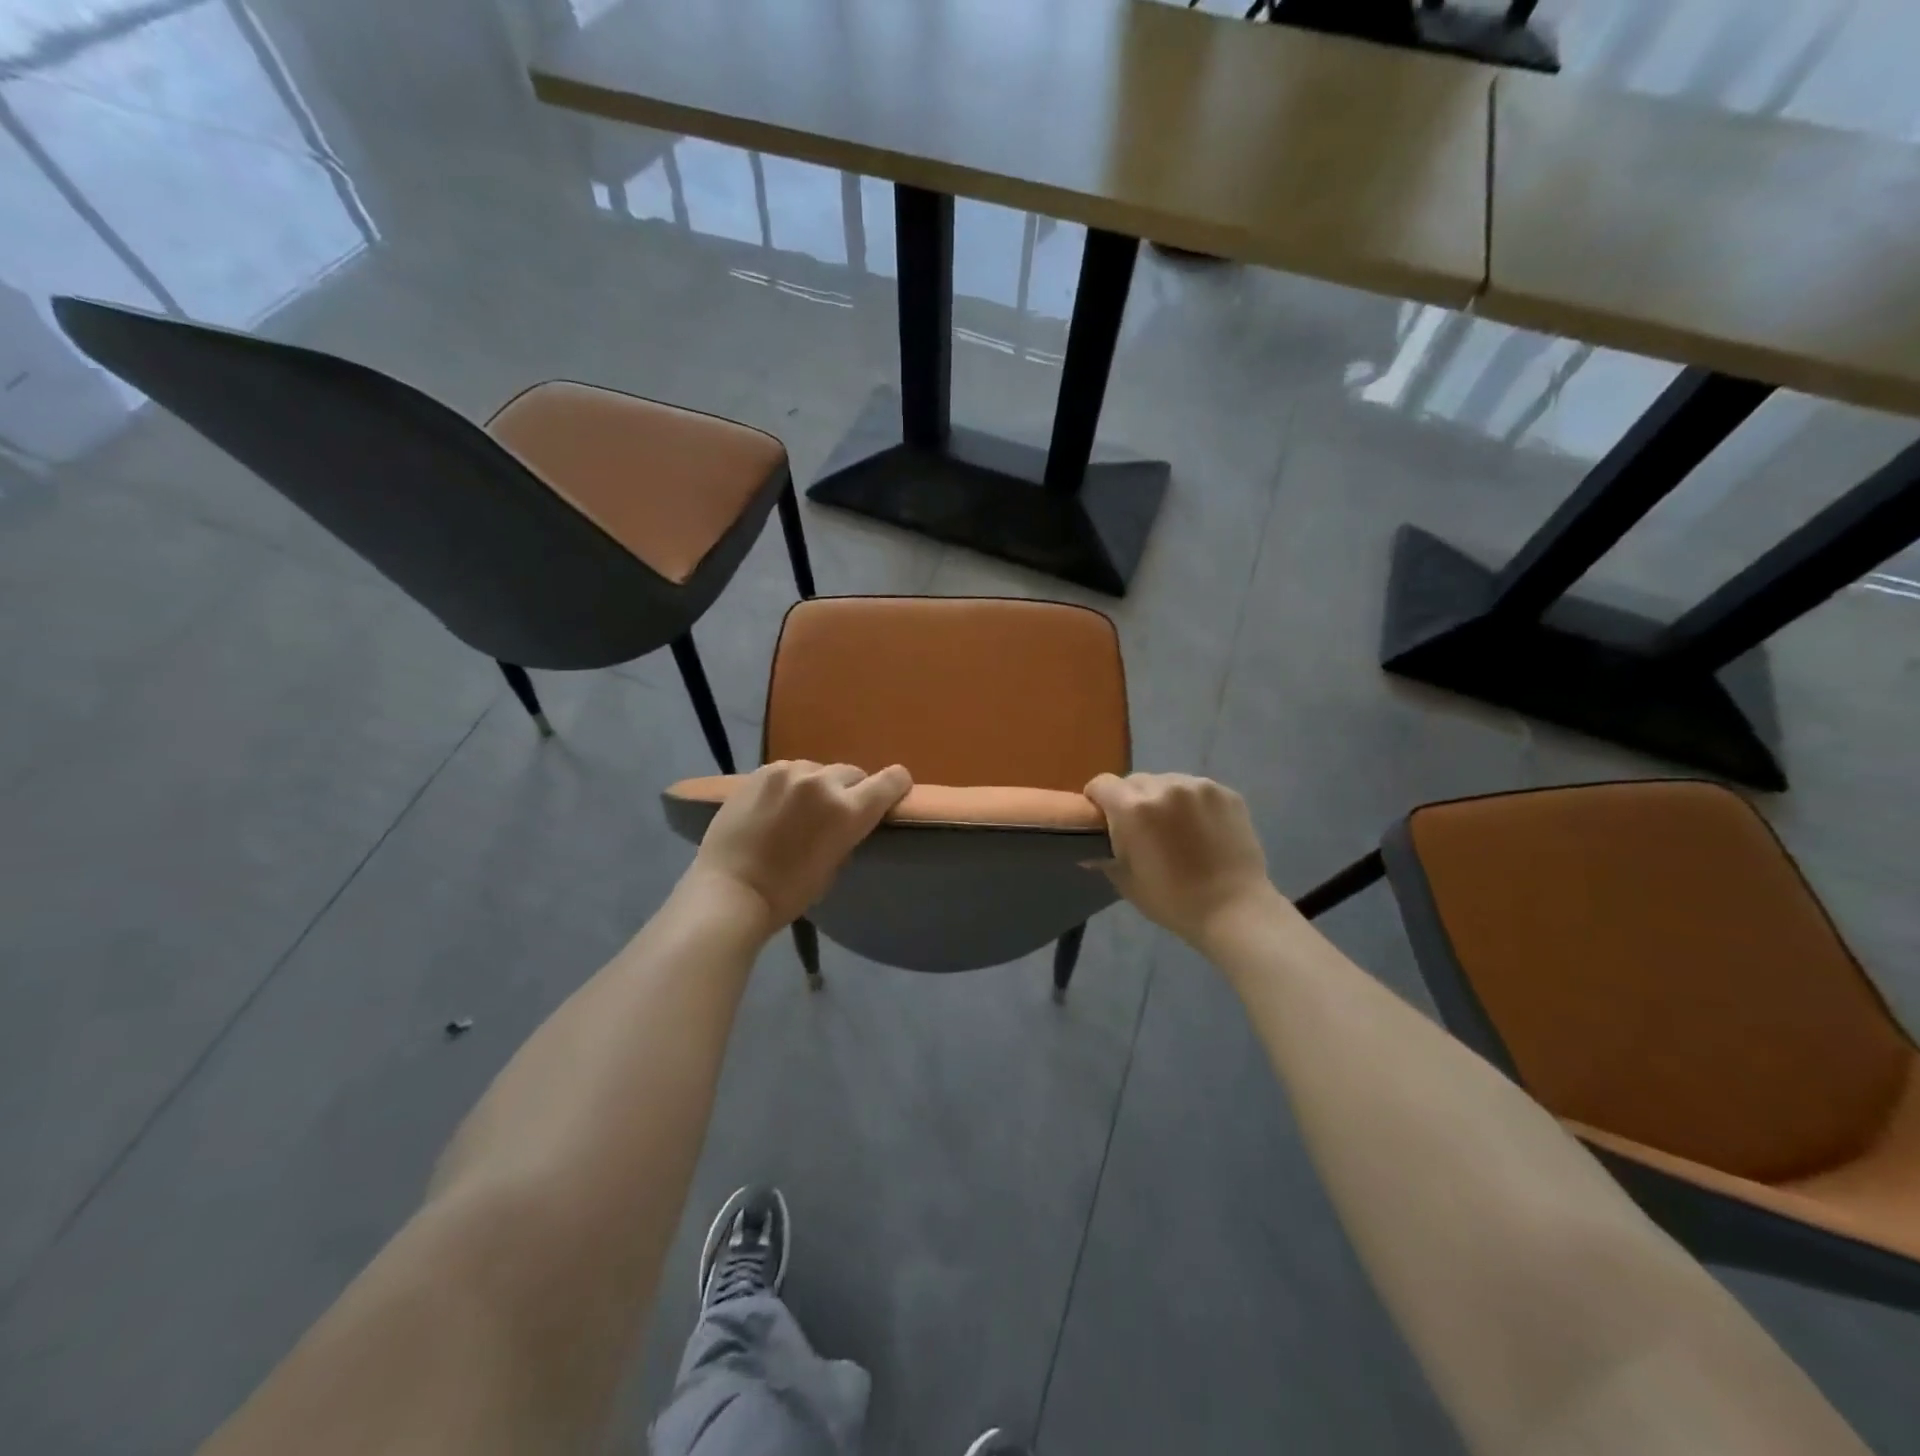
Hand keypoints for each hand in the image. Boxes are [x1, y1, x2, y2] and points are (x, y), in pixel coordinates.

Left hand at [690, 760, 911, 933]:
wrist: (729, 890)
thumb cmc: (788, 893)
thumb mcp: (834, 867)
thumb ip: (847, 834)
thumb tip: (848, 821)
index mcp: (849, 810)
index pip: (892, 779)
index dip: (896, 786)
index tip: (892, 795)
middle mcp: (823, 782)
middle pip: (854, 773)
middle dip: (851, 790)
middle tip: (835, 813)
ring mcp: (789, 772)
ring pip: (819, 769)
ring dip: (819, 785)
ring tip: (800, 809)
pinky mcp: (761, 772)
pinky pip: (789, 771)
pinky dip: (791, 785)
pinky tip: (776, 806)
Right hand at [1083, 772, 1276, 946]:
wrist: (1235, 910)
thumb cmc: (1173, 901)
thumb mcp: (1128, 882)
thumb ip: (1105, 857)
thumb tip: (1089, 851)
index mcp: (1133, 808)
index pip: (1101, 784)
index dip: (1097, 800)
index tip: (1103, 819)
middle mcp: (1164, 787)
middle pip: (1134, 781)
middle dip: (1131, 800)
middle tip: (1141, 829)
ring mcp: (1198, 787)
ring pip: (1167, 782)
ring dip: (1163, 799)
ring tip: (1175, 829)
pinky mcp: (1226, 793)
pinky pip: (1196, 789)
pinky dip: (1192, 803)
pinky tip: (1202, 830)